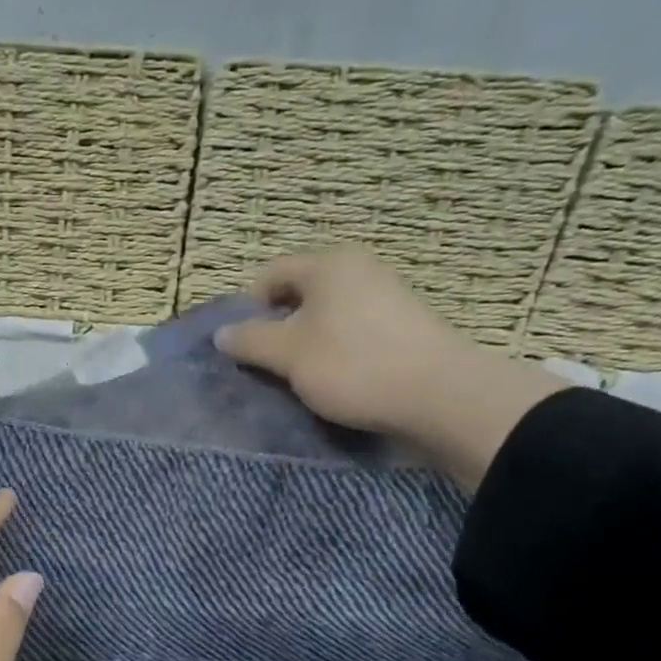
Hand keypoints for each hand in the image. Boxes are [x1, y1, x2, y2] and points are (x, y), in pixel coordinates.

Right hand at [214, 245, 567, 491]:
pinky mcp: (402, 327)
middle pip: (299, 295)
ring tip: (300, 379)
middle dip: (277, 329)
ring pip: (326, 317)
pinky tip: (335, 382)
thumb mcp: (287, 354)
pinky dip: (335, 354)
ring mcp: (385, 297)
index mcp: (328, 264)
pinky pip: (351, 333)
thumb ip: (250, 341)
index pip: (271, 274)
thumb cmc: (352, 364)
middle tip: (268, 366)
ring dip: (305, 345)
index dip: (248, 308)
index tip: (243, 346)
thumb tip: (222, 334)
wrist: (438, 395)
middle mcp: (359, 270)